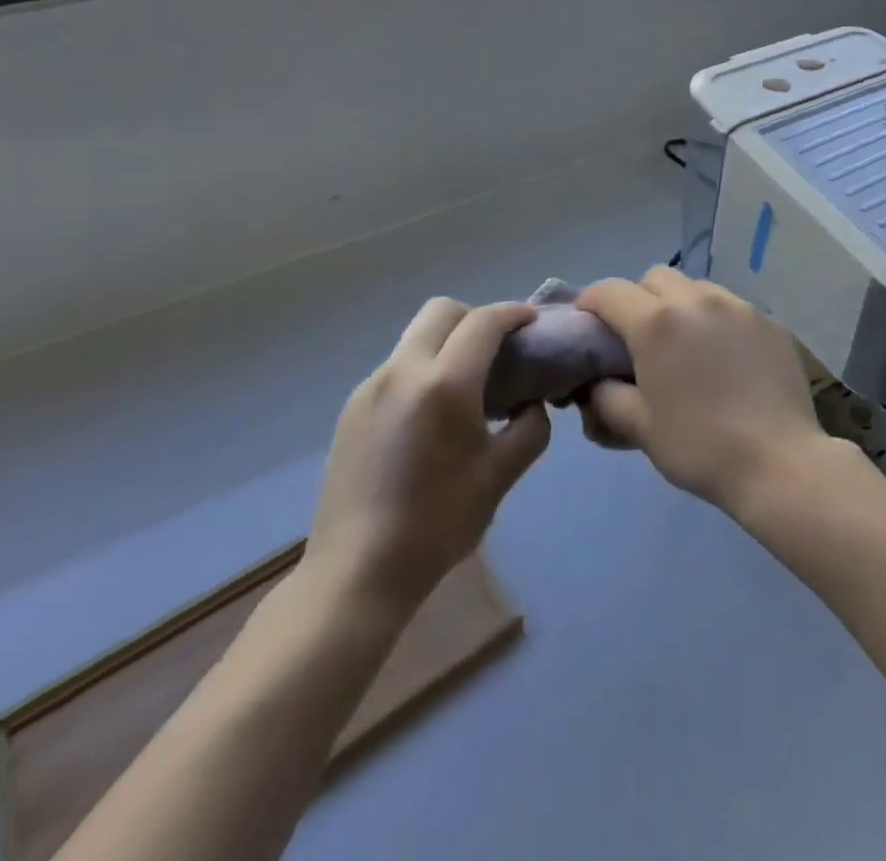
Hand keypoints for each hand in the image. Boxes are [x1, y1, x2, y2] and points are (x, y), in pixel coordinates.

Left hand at [305, 299, 549, 610]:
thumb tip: (531, 404)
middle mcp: (402, 371)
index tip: (533, 322)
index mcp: (444, 383)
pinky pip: (397, 367)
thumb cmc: (438, 523)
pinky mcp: (351, 409)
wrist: (355, 573)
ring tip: (468, 386)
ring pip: (416, 337)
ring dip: (447, 343)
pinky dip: (424, 368)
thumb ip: (530, 428)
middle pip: (442, 311)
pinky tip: (432, 416)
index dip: (514, 313)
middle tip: (499, 350)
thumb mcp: (500, 475)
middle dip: (476, 318)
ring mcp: (370, 388)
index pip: (484, 322)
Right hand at [575, 266, 826, 513]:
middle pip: (654, 278)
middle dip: (638, 300)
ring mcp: (738, 306)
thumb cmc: (699, 446)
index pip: (609, 291)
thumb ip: (605, 397)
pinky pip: (731, 307)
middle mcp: (696, 300)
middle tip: (639, 339)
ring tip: (685, 348)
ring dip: (679, 307)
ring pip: (696, 288)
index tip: (587, 326)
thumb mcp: (639, 427)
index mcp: (656, 322)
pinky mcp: (769, 320)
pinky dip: (716, 321)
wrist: (778, 462)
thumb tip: (596, 383)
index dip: (590, 303)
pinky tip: (725, 359)